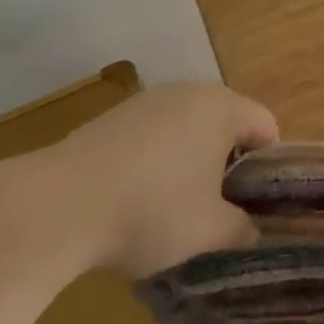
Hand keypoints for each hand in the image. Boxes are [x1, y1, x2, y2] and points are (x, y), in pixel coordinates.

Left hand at [26, 81, 277, 279]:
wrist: (56, 206)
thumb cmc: (150, 211)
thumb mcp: (208, 231)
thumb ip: (241, 229)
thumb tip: (252, 231)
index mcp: (222, 108)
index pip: (266, 125)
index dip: (267, 167)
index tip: (252, 204)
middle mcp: (189, 92)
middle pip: (227, 123)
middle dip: (227, 164)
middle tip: (218, 209)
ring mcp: (147, 101)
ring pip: (187, 128)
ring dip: (190, 162)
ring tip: (173, 208)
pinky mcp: (112, 117)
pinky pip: (152, 135)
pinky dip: (155, 161)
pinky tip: (134, 199)